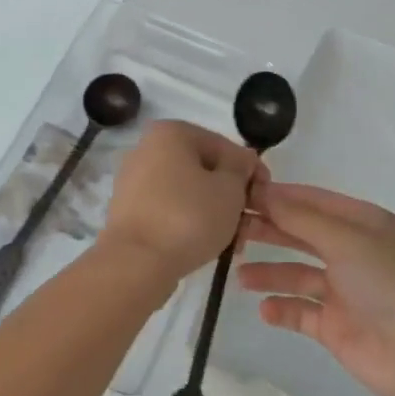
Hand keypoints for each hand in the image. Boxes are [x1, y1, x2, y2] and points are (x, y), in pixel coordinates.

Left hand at [98, 121, 265, 287]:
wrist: (136, 263)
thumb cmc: (188, 217)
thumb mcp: (230, 189)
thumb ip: (241, 168)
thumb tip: (241, 161)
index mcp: (171, 132)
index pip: (224, 146)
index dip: (250, 171)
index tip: (265, 197)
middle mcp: (147, 148)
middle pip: (203, 168)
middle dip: (230, 195)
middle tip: (248, 223)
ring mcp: (134, 179)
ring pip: (187, 190)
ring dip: (212, 211)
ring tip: (231, 241)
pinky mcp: (129, 209)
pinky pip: (168, 208)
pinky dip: (188, 221)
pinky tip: (206, 245)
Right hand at [237, 182, 394, 395]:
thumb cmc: (389, 281)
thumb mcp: (345, 238)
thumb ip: (300, 217)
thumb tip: (262, 191)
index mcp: (361, 223)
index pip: (312, 201)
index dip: (278, 197)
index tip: (240, 193)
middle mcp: (352, 252)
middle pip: (302, 234)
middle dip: (269, 230)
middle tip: (231, 229)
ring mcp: (344, 291)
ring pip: (298, 274)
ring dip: (270, 272)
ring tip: (239, 273)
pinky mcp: (337, 327)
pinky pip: (302, 312)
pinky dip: (282, 309)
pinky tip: (264, 309)